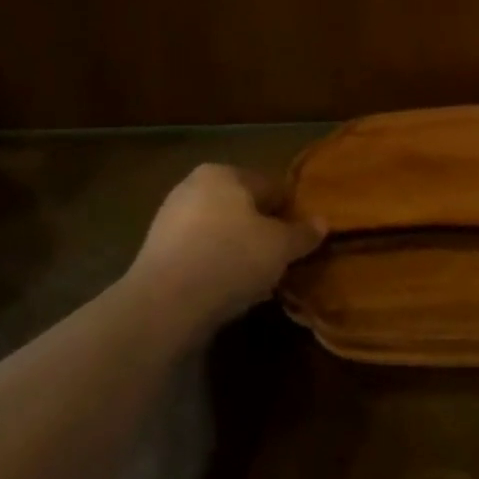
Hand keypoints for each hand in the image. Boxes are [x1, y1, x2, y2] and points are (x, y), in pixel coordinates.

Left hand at [128, 165, 324, 327]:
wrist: (165, 304)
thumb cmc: (231, 258)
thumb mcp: (280, 246)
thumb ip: (302, 233)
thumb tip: (322, 222)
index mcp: (223, 173)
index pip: (270, 186)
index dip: (290, 211)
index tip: (303, 237)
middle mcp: (192, 187)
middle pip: (242, 208)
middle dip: (262, 231)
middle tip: (282, 259)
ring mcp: (169, 220)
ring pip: (220, 233)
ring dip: (239, 251)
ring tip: (259, 280)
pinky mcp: (157, 253)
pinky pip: (200, 255)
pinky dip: (216, 267)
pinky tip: (230, 291)